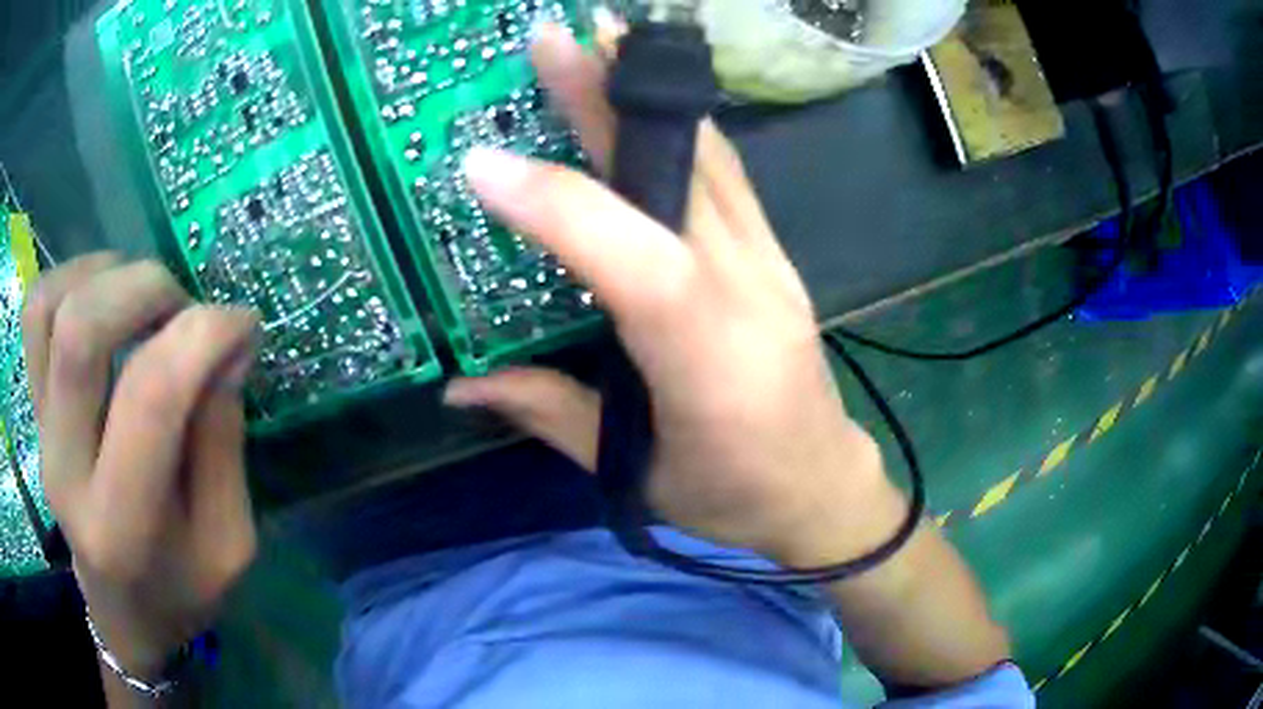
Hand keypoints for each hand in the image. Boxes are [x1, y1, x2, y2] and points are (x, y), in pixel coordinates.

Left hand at [22, 256, 258, 676]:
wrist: (121, 611)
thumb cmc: (181, 589)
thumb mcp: (228, 541)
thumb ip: (223, 440)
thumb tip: (229, 341)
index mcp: (123, 525)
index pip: (149, 396)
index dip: (203, 335)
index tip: (244, 324)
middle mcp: (66, 471)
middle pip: (80, 332)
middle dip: (145, 289)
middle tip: (184, 307)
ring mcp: (40, 432)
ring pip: (50, 306)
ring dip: (105, 276)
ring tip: (141, 298)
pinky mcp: (33, 407)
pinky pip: (35, 310)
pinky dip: (71, 279)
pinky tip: (104, 297)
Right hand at [445, 26, 906, 565]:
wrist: (824, 488)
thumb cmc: (733, 497)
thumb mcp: (635, 476)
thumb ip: (548, 415)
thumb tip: (458, 385)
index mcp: (707, 355)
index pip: (630, 255)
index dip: (553, 202)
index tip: (480, 161)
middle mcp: (747, 288)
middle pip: (675, 172)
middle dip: (607, 97)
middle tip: (556, 39)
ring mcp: (771, 262)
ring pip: (710, 155)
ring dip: (648, 92)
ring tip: (603, 41)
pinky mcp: (778, 255)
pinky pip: (728, 174)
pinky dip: (682, 125)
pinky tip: (648, 99)